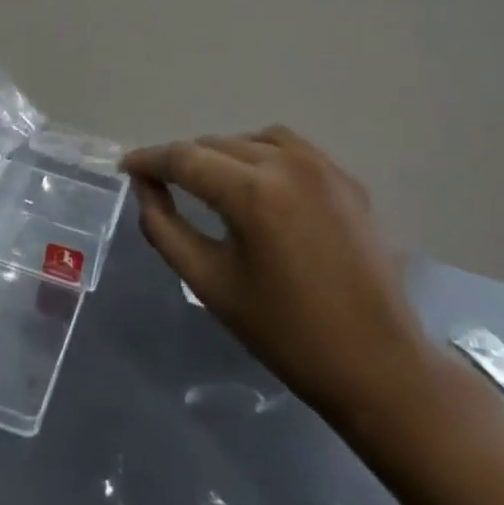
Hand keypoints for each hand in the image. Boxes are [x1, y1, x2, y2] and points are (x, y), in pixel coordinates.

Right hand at [123, 127, 440, 431]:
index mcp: (253, 191)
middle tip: (160, 184)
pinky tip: (255, 186)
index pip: (184, 158)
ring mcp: (323, 166)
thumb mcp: (211, 283)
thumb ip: (165, 228)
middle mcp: (288, 162)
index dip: (149, 160)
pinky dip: (260, 156)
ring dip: (221, 154)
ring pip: (252, 140)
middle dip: (182, 160)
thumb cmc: (286, 333)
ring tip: (205, 183)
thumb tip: (145, 189)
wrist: (378, 364)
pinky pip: (289, 149)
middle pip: (216, 144)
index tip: (125, 167)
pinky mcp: (346, 179)